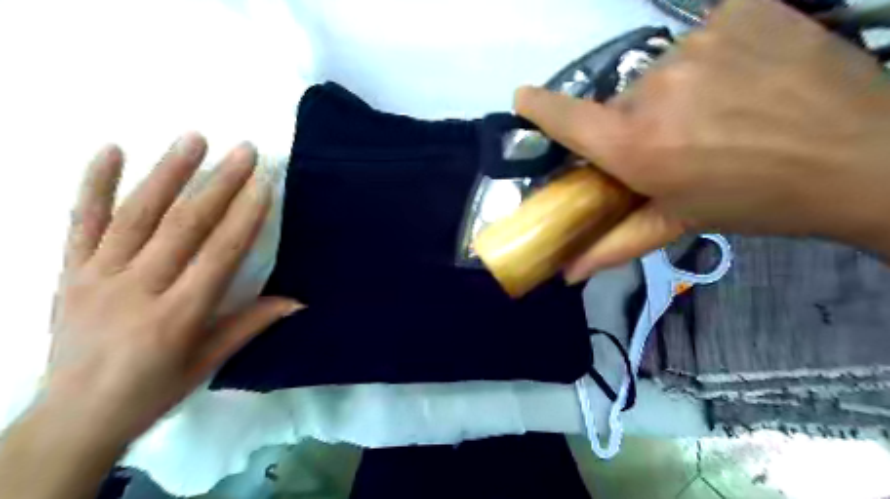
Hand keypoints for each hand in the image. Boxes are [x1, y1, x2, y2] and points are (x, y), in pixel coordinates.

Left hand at [45, 133, 300, 443]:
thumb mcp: (209, 362)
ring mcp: (97, 276)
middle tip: (244, 151)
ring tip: (194, 138)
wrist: (73, 418)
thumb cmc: (154, 390)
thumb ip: (251, 324)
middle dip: (219, 184)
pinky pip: (80, 222)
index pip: (220, 253)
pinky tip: (111, 150)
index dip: (245, 215)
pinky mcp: (67, 272)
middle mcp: (137, 289)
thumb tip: (299, 301)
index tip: (264, 183)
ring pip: (136, 215)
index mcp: (178, 315)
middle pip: (184, 226)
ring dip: (168, 172)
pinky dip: (93, 184)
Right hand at [511, 0, 889, 282]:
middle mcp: (655, 90)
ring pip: (660, 71)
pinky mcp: (739, 10)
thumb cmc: (755, 200)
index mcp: (636, 146)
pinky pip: (701, 37)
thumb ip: (613, 245)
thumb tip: (564, 271)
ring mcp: (698, 43)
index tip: (523, 100)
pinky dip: (712, 57)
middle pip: (621, 102)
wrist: (861, 156)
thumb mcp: (677, 223)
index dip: (539, 107)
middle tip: (676, 139)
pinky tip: (745, 77)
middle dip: (636, 122)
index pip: (565, 117)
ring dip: (675, 91)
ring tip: (720, 110)